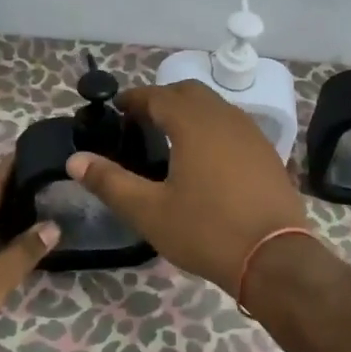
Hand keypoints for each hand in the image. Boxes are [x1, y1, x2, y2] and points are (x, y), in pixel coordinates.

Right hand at [66, 81, 308, 295]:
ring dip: (190, 113)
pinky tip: (205, 159)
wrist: (275, 258)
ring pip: (215, 107)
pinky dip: (212, 129)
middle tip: (140, 123)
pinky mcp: (267, 154)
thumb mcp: (149, 211)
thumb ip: (110, 182)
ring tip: (170, 139)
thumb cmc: (207, 231)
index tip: (116, 109)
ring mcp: (252, 134)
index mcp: (194, 124)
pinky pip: (234, 127)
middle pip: (189, 93)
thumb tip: (75, 161)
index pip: (158, 95)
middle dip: (162, 100)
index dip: (133, 99)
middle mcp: (225, 118)